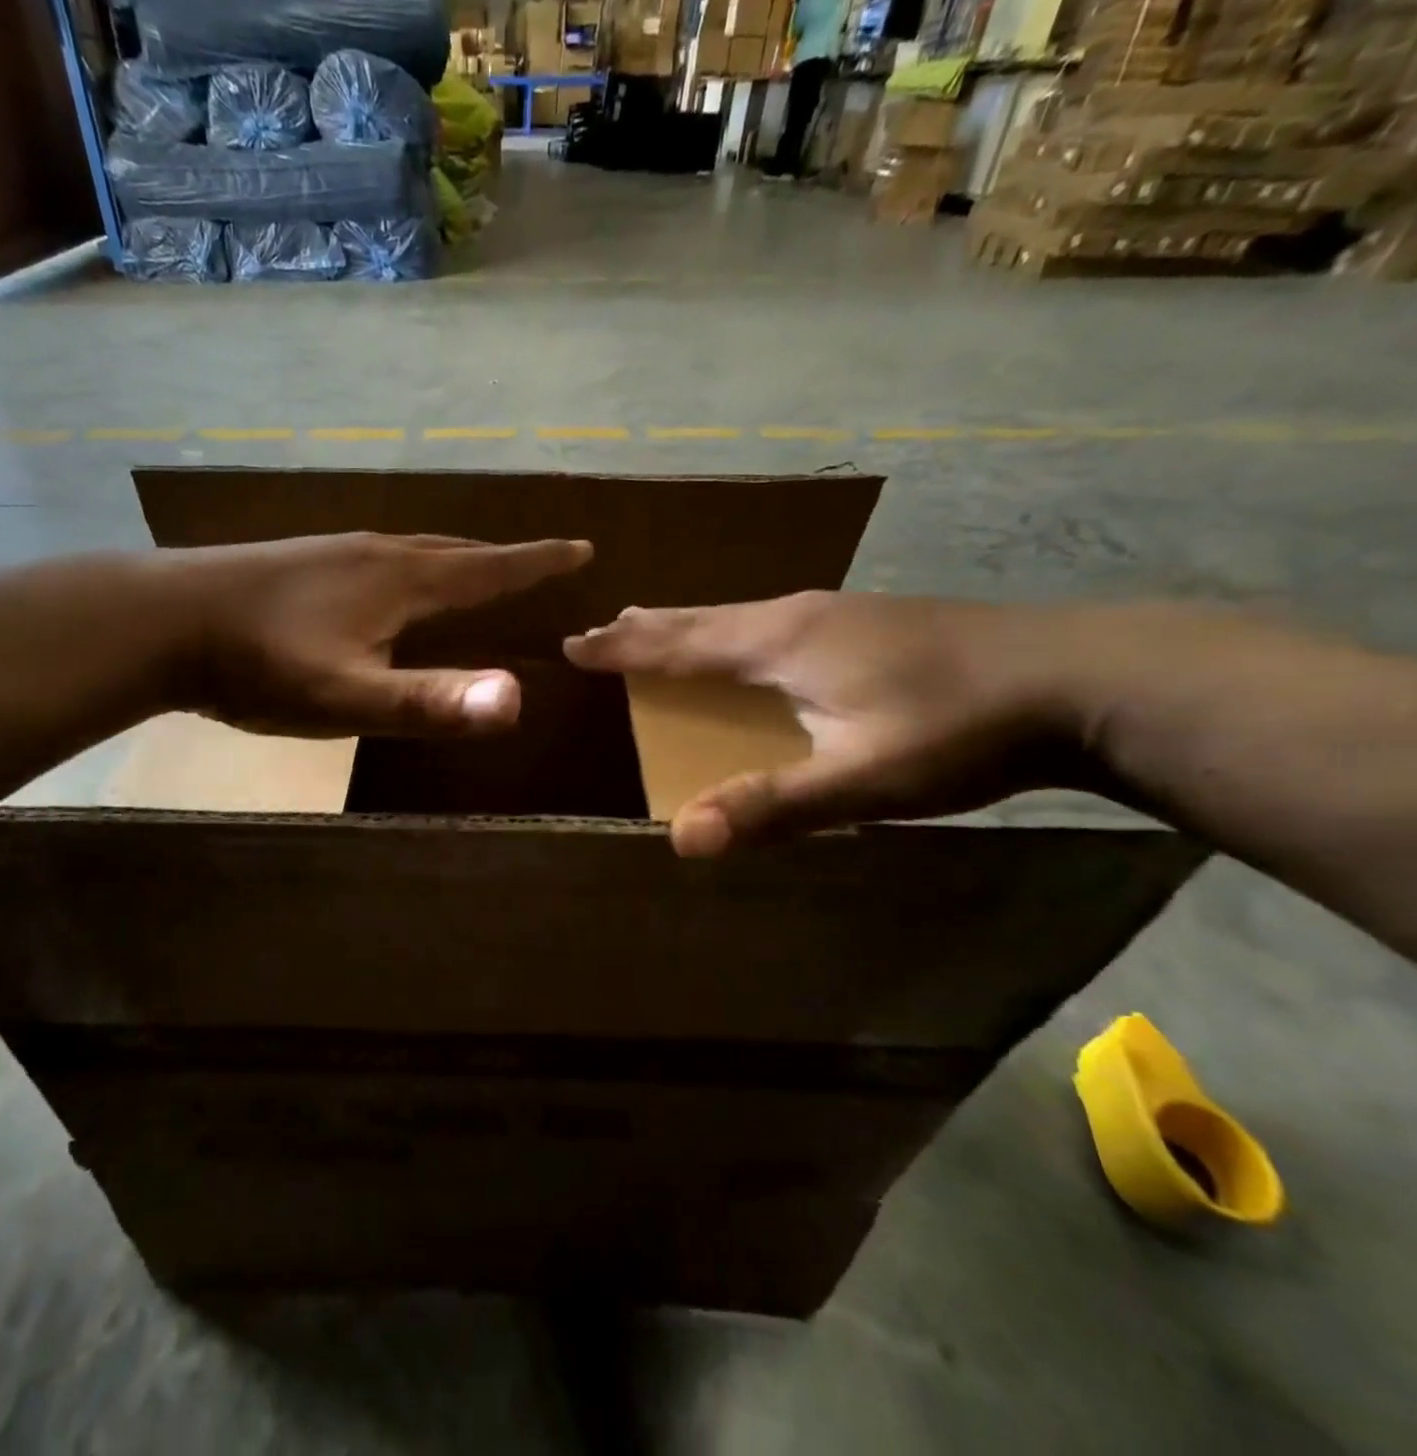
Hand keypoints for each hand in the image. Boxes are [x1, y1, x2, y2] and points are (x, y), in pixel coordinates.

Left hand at [157, 532, 591, 737]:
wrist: (162, 622)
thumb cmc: (260, 664)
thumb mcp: (348, 697)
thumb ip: (430, 703)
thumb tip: (516, 701)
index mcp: (399, 580)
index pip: (487, 567)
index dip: (537, 561)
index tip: (581, 547)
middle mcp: (374, 553)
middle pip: (454, 552)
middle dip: (501, 559)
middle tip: (536, 563)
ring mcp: (333, 553)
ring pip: (414, 551)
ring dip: (455, 560)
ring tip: (474, 573)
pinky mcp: (302, 564)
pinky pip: (379, 558)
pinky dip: (412, 567)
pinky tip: (389, 585)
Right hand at [564, 592, 1093, 855]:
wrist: (1082, 677)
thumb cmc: (959, 727)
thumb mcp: (860, 779)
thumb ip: (770, 806)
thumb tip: (680, 839)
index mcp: (780, 642)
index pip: (680, 645)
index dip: (624, 649)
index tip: (575, 644)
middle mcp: (797, 614)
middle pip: (703, 619)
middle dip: (647, 628)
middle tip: (604, 629)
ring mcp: (836, 611)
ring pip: (737, 616)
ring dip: (688, 625)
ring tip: (658, 628)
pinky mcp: (866, 620)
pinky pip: (769, 620)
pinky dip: (730, 630)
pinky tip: (751, 641)